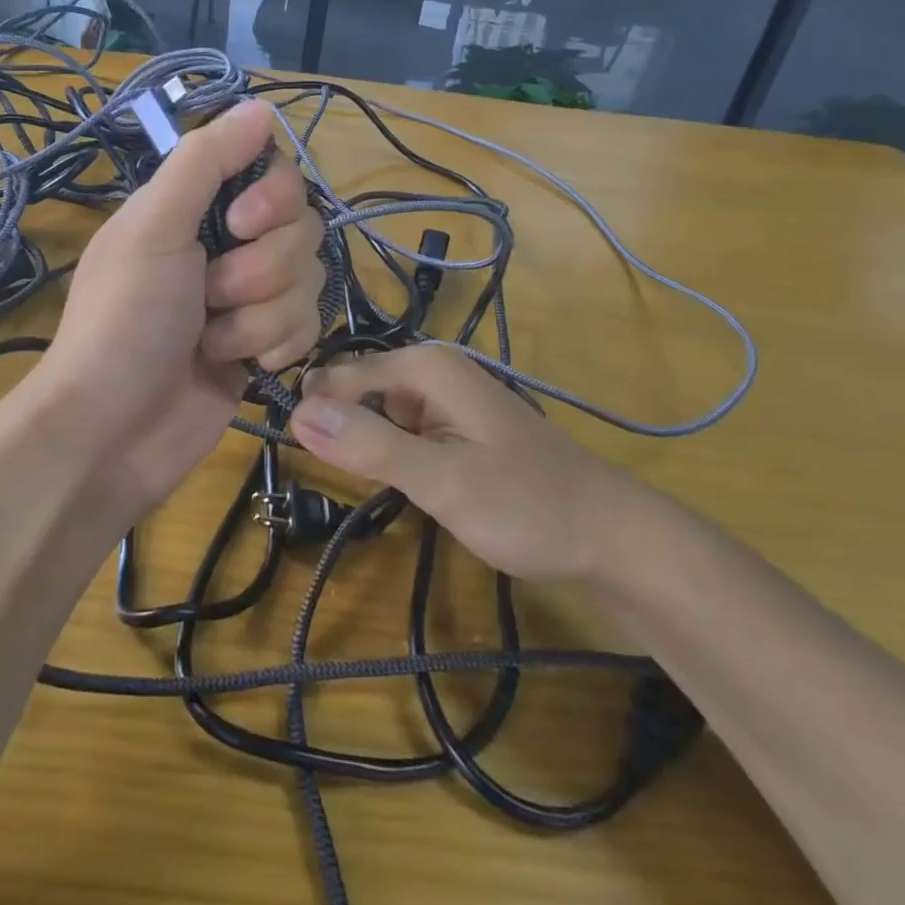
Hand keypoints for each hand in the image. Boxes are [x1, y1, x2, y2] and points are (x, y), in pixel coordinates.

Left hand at [33, 99, 325, 510]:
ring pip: (308, 279)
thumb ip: (206, 162)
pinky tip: (238, 366)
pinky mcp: (268, 342)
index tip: (240, 224)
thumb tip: (263, 106)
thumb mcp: (153, 228)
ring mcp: (251, 295)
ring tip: (209, 340)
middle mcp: (229, 242)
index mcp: (197, 205)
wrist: (114, 431)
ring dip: (258, 316)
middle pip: (301, 226)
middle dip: (258, 270)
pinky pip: (308, 325)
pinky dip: (272, 347)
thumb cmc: (124, 321)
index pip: (274, 171)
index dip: (273, 196)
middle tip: (207, 295)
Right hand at [291, 343, 629, 581]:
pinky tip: (400, 483)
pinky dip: (391, 454)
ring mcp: (445, 400)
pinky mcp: (454, 428)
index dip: (313, 412)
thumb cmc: (527, 505)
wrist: (610, 537)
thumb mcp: (442, 481)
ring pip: (377, 412)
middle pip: (357, 390)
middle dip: (339, 426)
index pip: (339, 376)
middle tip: (339, 476)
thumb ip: (370, 446)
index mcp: (425, 366)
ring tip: (367, 482)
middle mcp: (432, 371)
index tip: (294, 454)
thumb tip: (297, 412)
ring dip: (364, 444)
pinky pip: (402, 430)